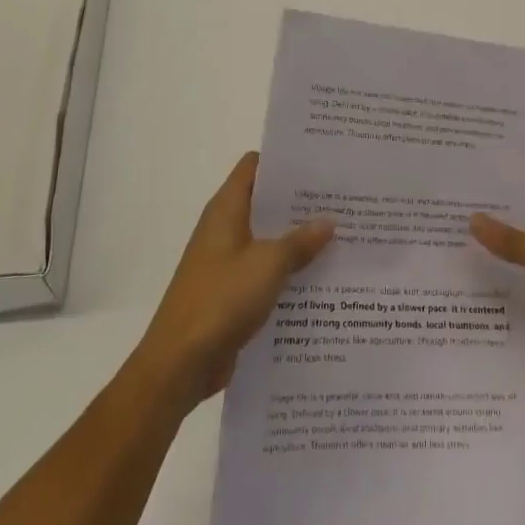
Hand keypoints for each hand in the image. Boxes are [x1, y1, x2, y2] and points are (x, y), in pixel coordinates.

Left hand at [128, 152, 333, 412]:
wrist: (180, 364)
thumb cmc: (221, 300)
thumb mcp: (268, 264)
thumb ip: (300, 241)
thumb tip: (328, 221)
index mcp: (226, 209)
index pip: (255, 166)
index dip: (285, 160)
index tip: (321, 161)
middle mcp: (225, 228)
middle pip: (265, 202)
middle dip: (301, 201)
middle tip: (343, 198)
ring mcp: (227, 261)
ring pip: (269, 239)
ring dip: (298, 238)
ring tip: (343, 234)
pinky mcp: (232, 292)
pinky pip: (266, 271)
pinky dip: (289, 270)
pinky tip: (323, 276)